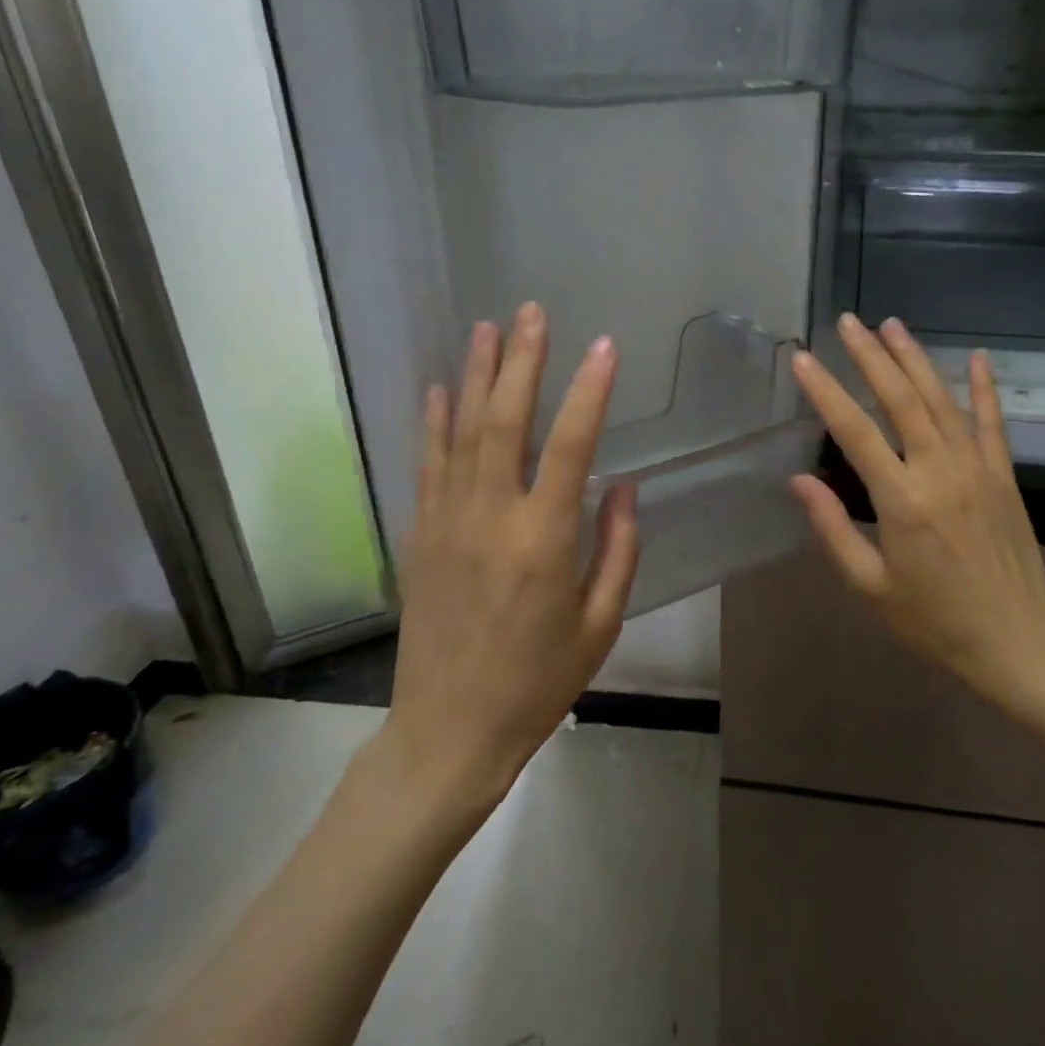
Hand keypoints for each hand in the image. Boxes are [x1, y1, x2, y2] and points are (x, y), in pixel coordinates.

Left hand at [372, 302, 639, 819]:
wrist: (448, 732)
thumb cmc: (538, 682)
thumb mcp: (600, 623)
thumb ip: (617, 549)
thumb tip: (623, 485)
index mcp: (544, 540)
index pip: (571, 446)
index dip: (590, 391)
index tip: (604, 347)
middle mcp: (492, 517)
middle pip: (505, 421)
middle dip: (521, 361)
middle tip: (532, 313)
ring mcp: (448, 522)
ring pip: (461, 433)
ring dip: (475, 376)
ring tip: (487, 328)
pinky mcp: (421, 536)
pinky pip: (427, 466)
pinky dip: (433, 423)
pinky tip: (438, 389)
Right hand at [788, 314, 1044, 721]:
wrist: (1018, 643)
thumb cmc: (934, 621)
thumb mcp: (870, 586)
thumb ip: (832, 529)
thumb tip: (798, 480)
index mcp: (901, 501)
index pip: (854, 431)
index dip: (825, 391)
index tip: (803, 359)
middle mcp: (939, 472)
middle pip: (900, 400)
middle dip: (870, 356)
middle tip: (847, 321)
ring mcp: (977, 469)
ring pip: (941, 401)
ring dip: (915, 359)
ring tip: (891, 324)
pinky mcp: (1004, 476)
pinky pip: (992, 423)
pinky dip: (984, 387)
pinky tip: (976, 356)